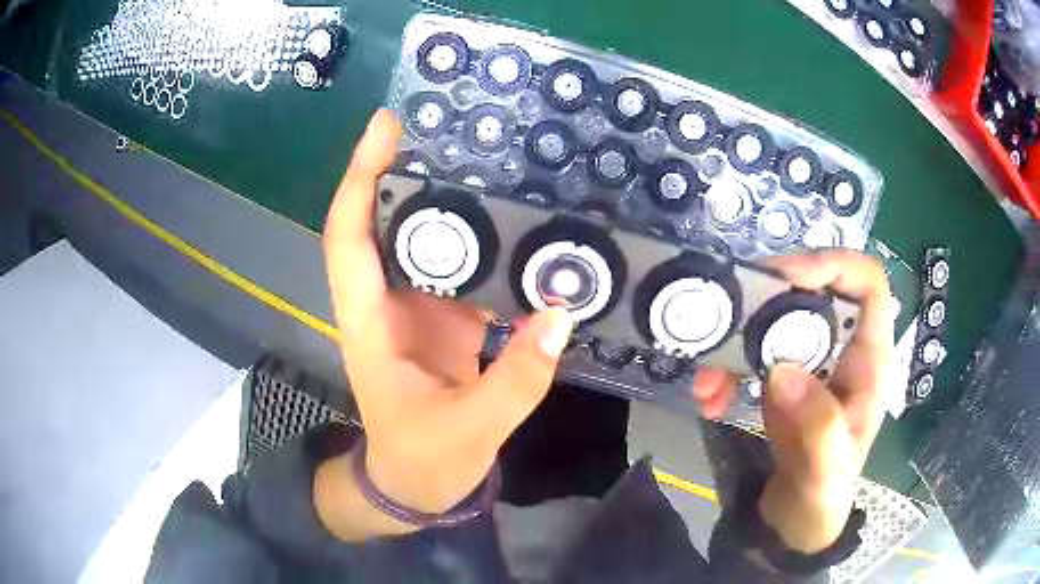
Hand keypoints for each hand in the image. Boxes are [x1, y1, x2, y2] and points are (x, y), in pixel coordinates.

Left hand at [320, 111, 573, 527]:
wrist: (416, 486)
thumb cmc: (422, 461)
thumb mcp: (469, 430)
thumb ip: (517, 378)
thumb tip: (562, 314)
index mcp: (371, 324)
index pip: (349, 238)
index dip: (359, 180)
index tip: (384, 129)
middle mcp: (388, 304)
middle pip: (385, 222)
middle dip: (406, 169)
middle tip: (451, 125)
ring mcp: (418, 309)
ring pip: (426, 240)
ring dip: (451, 199)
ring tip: (493, 160)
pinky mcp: (447, 320)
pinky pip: (464, 268)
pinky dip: (487, 243)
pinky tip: (520, 223)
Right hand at [694, 251, 892, 552]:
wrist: (795, 520)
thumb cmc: (822, 496)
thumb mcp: (826, 473)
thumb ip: (818, 427)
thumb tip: (782, 370)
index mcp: (869, 360)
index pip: (868, 284)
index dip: (833, 265)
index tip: (786, 278)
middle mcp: (842, 349)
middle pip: (813, 290)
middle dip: (768, 298)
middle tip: (728, 312)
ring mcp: (810, 360)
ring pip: (775, 318)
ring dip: (736, 339)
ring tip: (707, 379)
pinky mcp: (782, 376)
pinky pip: (751, 352)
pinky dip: (725, 368)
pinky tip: (709, 398)